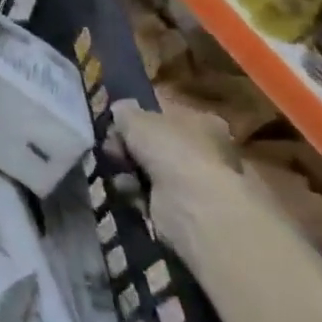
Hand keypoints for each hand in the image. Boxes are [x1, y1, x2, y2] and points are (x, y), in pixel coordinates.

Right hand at [108, 99, 243, 263]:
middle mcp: (208, 152)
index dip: (139, 122)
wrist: (190, 202)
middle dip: (130, 149)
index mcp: (205, 123)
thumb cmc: (170, 149)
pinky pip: (150, 195)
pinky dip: (135, 194)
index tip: (118, 128)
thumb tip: (119, 111)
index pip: (167, 117)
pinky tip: (127, 192)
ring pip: (150, 171)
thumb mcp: (135, 117)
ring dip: (129, 172)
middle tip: (113, 151)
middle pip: (156, 145)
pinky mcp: (186, 210)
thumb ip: (124, 111)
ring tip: (118, 173)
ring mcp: (198, 183)